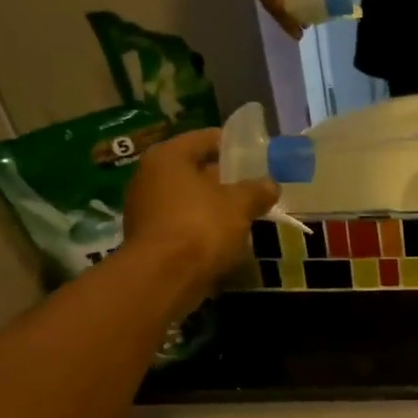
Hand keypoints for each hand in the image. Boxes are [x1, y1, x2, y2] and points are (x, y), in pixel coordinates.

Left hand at [121, 128, 277, 308]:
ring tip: (245, 213)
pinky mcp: (149, 237)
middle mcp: (149, 176)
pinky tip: (226, 236)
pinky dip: (202, 226)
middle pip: (195, 169)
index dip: (233, 145)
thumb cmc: (201, 226)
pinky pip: (182, 222)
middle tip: (254, 185)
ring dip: (214, 205)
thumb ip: (257, 190)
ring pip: (189, 198)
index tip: (256, 155)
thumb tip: (271, 185)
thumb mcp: (240, 205)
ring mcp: (145, 209)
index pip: (205, 139)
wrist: (164, 278)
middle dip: (224, 178)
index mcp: (169, 157)